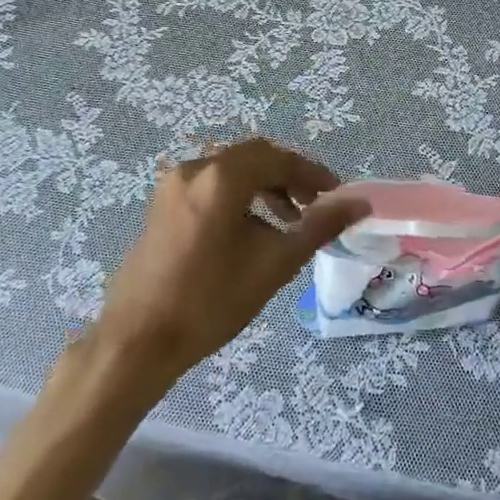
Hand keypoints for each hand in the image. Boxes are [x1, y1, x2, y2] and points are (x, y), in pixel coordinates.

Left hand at [94, 139, 367, 378]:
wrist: (139, 341)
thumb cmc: (212, 301)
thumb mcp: (275, 264)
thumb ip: (319, 226)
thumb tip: (360, 203)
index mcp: (221, 177)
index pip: (278, 158)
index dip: (312, 173)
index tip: (337, 195)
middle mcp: (195, 169)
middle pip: (254, 157)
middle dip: (289, 177)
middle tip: (315, 205)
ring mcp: (173, 186)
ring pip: (231, 170)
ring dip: (264, 186)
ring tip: (288, 221)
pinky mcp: (162, 205)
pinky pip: (210, 185)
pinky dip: (238, 196)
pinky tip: (251, 231)